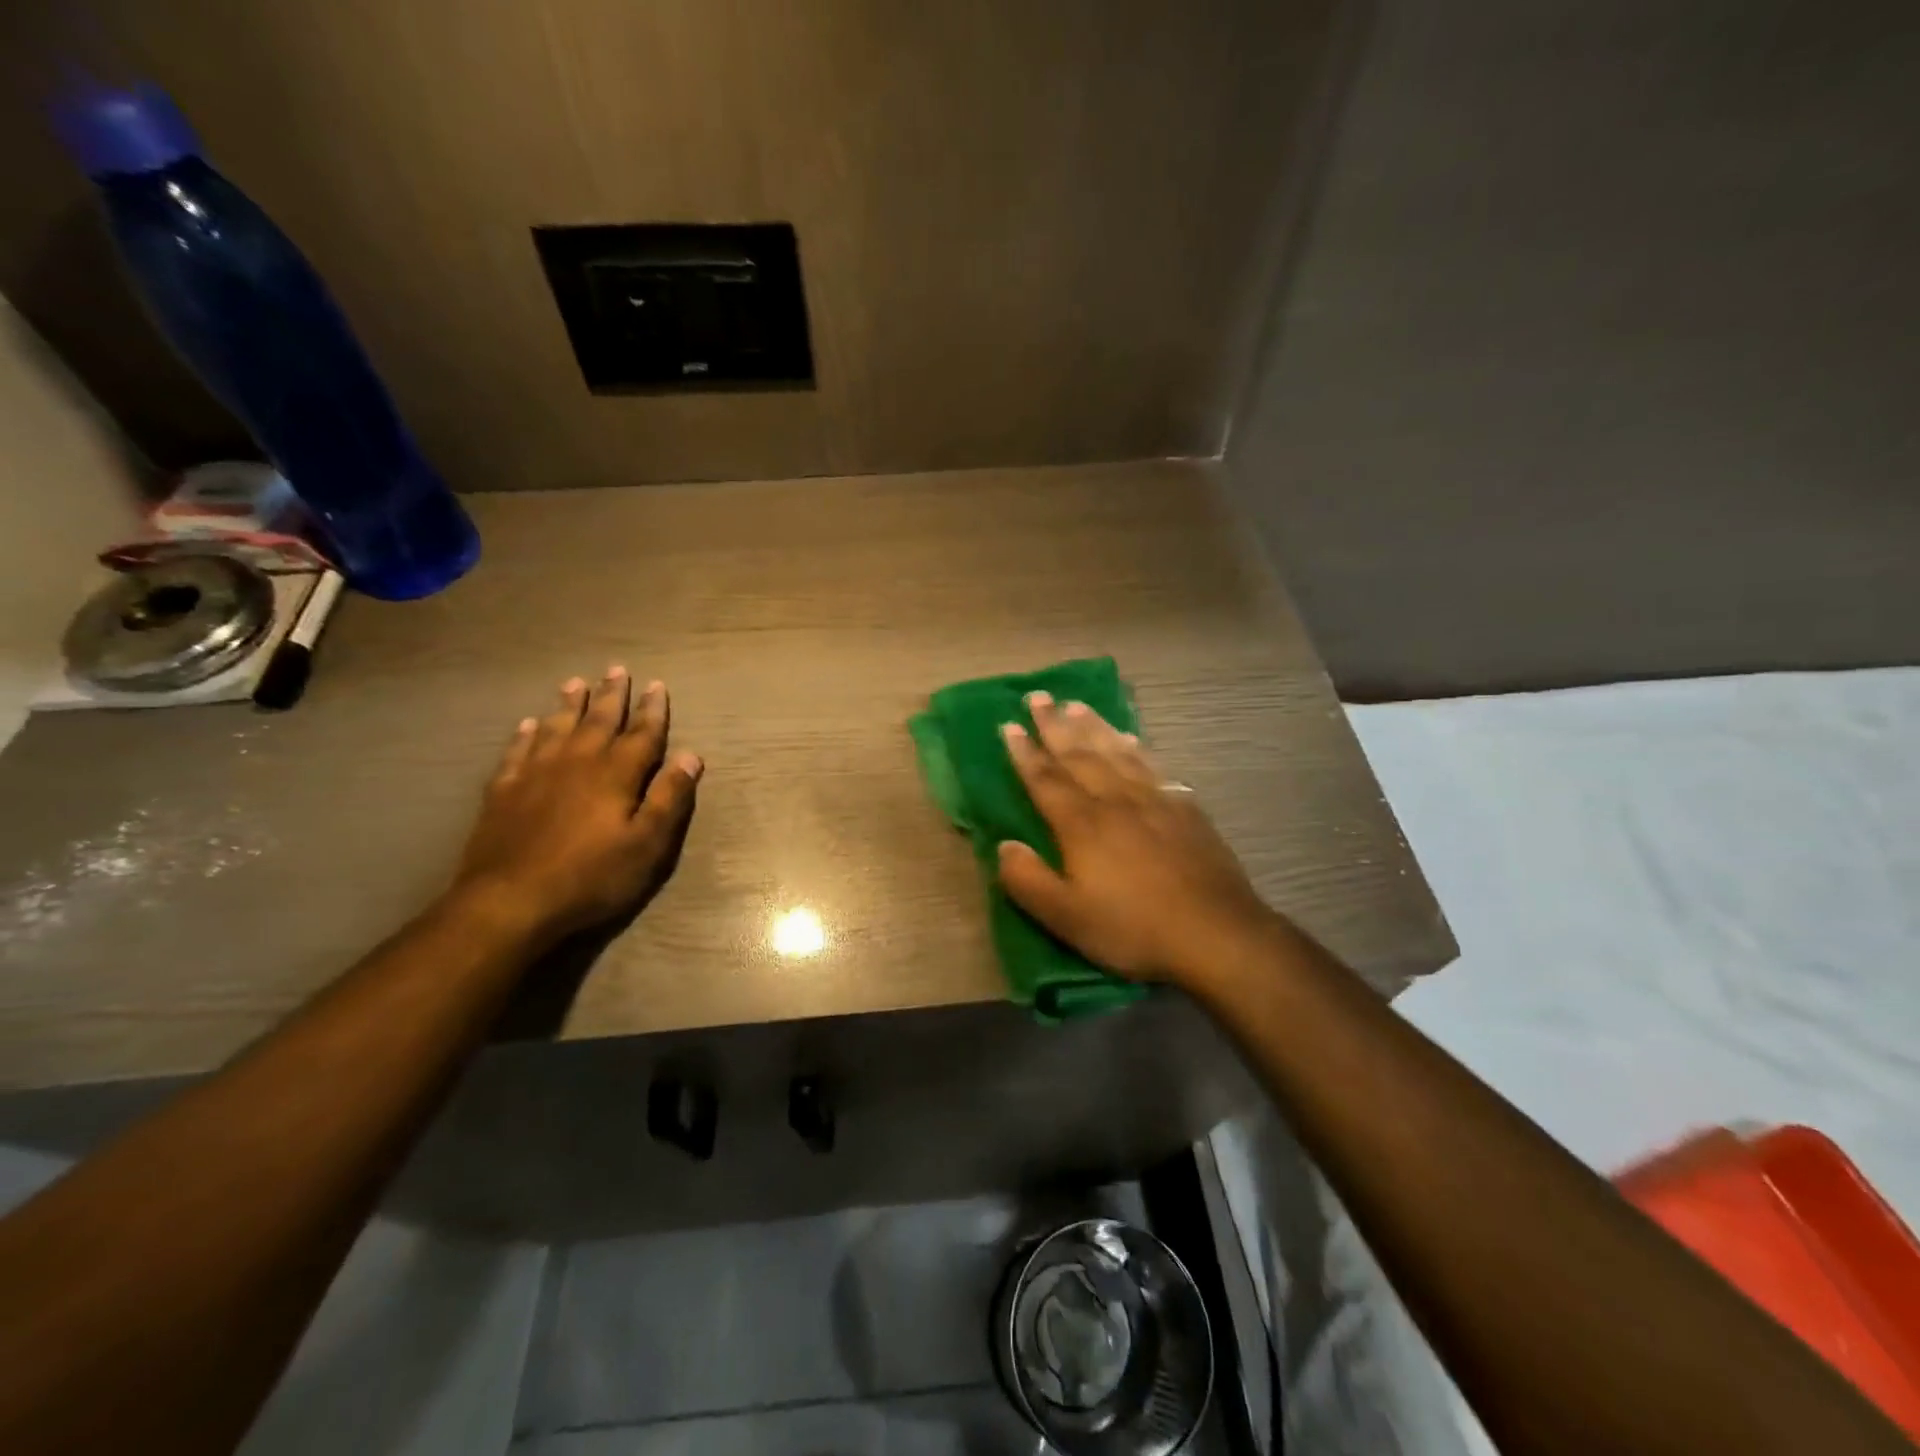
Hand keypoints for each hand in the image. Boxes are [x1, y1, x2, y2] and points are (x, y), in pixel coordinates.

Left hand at [454, 667, 701, 942]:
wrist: (510, 901)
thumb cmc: (591, 876)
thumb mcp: (647, 844)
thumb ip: (669, 798)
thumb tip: (691, 755)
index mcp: (616, 774)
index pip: (642, 734)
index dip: (652, 710)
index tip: (657, 685)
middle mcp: (577, 762)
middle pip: (599, 721)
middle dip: (612, 695)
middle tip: (617, 669)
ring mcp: (536, 773)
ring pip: (557, 728)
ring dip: (570, 705)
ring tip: (576, 682)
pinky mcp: (504, 791)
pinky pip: (517, 751)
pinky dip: (526, 734)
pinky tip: (528, 725)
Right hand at [996, 692, 1276, 985]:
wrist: (1215, 932)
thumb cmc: (1133, 928)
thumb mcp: (1066, 917)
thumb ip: (1027, 880)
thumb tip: (1003, 845)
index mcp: (1081, 824)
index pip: (1045, 779)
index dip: (1025, 752)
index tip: (1008, 725)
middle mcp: (1114, 800)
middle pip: (1079, 754)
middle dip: (1054, 725)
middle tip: (1038, 696)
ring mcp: (1153, 800)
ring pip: (1116, 752)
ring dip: (1093, 726)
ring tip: (1076, 704)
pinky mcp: (1184, 808)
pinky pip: (1153, 766)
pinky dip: (1137, 748)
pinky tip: (1131, 739)